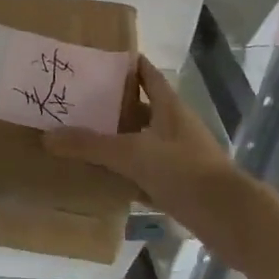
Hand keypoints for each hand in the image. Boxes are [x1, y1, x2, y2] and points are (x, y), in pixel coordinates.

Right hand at [43, 55, 235, 222]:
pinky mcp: (181, 184)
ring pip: (143, 140)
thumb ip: (90, 145)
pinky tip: (105, 178)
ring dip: (119, 139)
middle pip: (141, 106)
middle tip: (78, 100)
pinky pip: (147, 171)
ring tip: (84, 136)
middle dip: (113, 103)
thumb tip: (48, 136)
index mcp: (169, 106)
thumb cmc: (184, 172)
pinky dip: (128, 172)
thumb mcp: (132, 154)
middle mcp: (176, 126)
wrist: (231, 219)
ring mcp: (181, 156)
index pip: (146, 73)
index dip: (125, 63)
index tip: (96, 58)